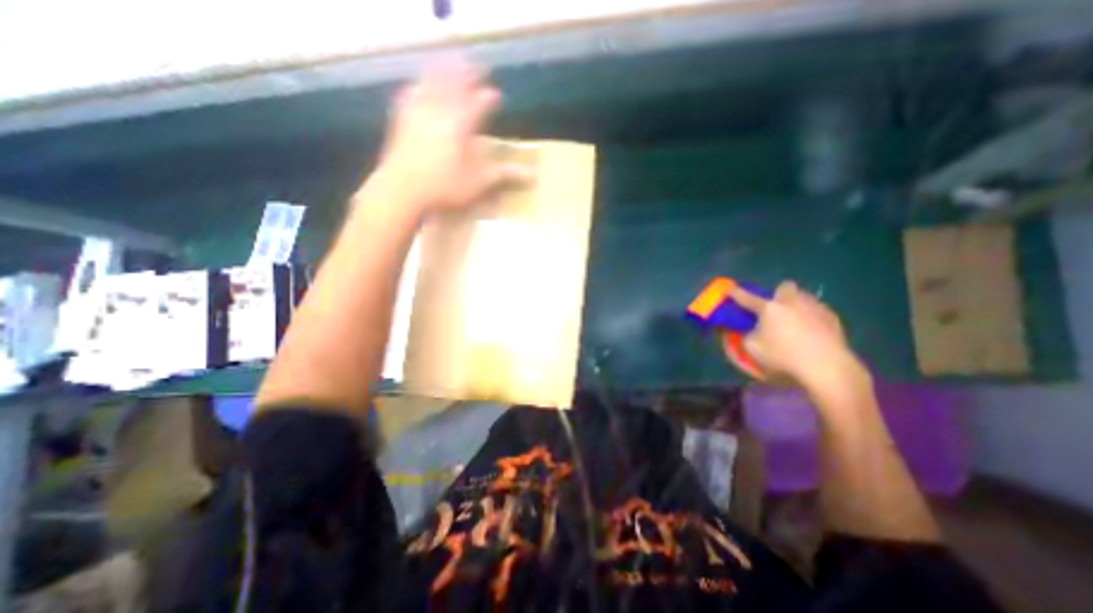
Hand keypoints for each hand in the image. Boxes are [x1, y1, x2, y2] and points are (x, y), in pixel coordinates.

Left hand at [369, 59, 531, 216]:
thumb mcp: (478, 183)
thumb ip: (503, 174)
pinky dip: (418, 86)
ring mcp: (419, 111)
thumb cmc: (445, 187)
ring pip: (433, 83)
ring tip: (450, 65)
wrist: (402, 189)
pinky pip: (411, 94)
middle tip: (476, 66)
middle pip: (455, 84)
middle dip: (467, 74)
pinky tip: (417, 86)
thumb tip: (531, 175)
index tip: (495, 95)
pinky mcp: (402, 119)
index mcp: (461, 124)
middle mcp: (441, 110)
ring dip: (444, 72)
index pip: (478, 104)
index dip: (488, 98)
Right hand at [728, 280, 867, 391]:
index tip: (729, 289)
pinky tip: (812, 332)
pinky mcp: (833, 318)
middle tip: (775, 310)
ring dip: (796, 305)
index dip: (735, 293)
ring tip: (794, 322)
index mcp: (769, 308)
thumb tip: (747, 330)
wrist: (828, 368)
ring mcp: (815, 308)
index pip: (746, 297)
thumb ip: (745, 336)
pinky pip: (818, 310)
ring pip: (803, 297)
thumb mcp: (752, 349)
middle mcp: (792, 302)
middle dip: (778, 295)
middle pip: (784, 287)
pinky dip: (811, 317)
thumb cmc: (784, 357)